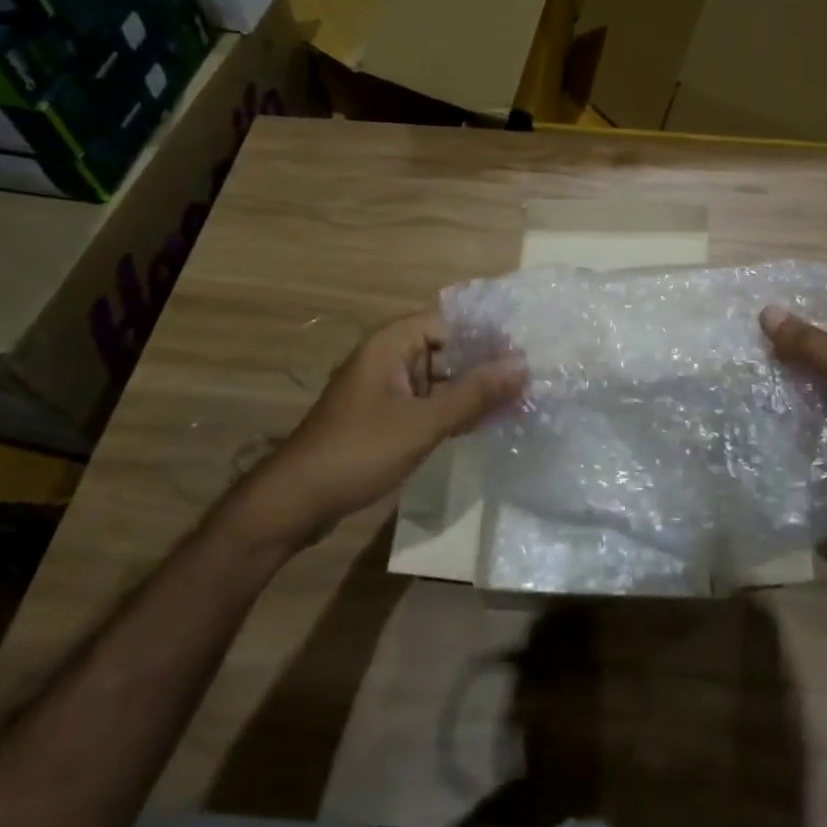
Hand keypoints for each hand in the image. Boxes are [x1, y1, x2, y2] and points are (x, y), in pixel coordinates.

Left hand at [220, 311, 525, 558]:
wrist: (296, 502)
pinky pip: (429, 405)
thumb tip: (522, 365)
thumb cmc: (359, 450)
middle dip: (485, 367)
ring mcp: (387, 391)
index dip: (486, 337)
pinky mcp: (386, 419)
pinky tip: (486, 424)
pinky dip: (454, 412)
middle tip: (530, 381)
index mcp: (392, 344)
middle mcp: (390, 359)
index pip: (449, 324)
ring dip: (473, 393)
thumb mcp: (423, 422)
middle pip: (447, 351)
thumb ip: (474, 393)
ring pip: (441, 381)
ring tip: (519, 403)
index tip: (523, 354)